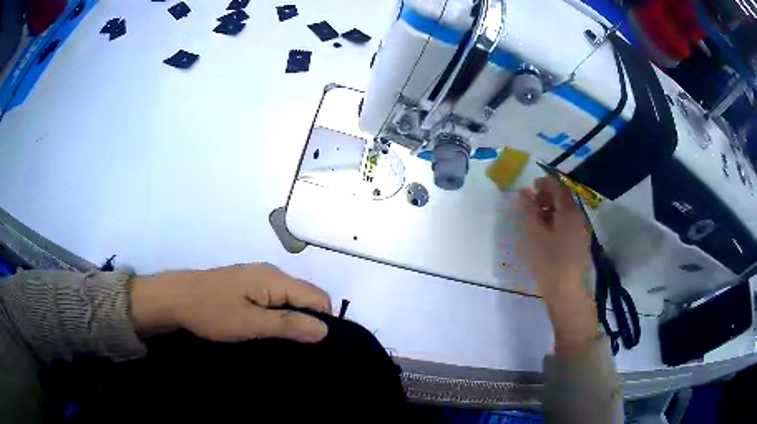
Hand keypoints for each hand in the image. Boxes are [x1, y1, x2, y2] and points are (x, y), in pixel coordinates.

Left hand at [130, 263, 331, 343]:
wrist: (174, 298)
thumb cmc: (211, 312)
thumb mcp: (250, 323)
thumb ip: (288, 325)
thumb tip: (325, 329)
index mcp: (275, 279)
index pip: (318, 298)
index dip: (322, 322)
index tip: (313, 346)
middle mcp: (270, 273)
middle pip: (306, 296)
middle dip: (308, 321)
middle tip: (297, 348)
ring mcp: (257, 278)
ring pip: (290, 298)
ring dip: (292, 319)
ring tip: (283, 342)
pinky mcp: (246, 285)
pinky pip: (275, 299)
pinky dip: (278, 314)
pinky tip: (267, 329)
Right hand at [516, 176, 588, 292]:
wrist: (566, 293)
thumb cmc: (549, 262)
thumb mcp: (534, 235)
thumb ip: (528, 211)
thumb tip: (523, 193)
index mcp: (569, 212)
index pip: (558, 187)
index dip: (544, 183)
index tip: (529, 187)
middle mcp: (578, 218)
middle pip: (563, 198)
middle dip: (546, 196)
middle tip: (529, 203)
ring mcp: (580, 232)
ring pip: (565, 212)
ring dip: (549, 209)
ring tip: (533, 219)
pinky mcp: (578, 244)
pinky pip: (567, 224)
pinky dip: (555, 222)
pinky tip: (544, 233)